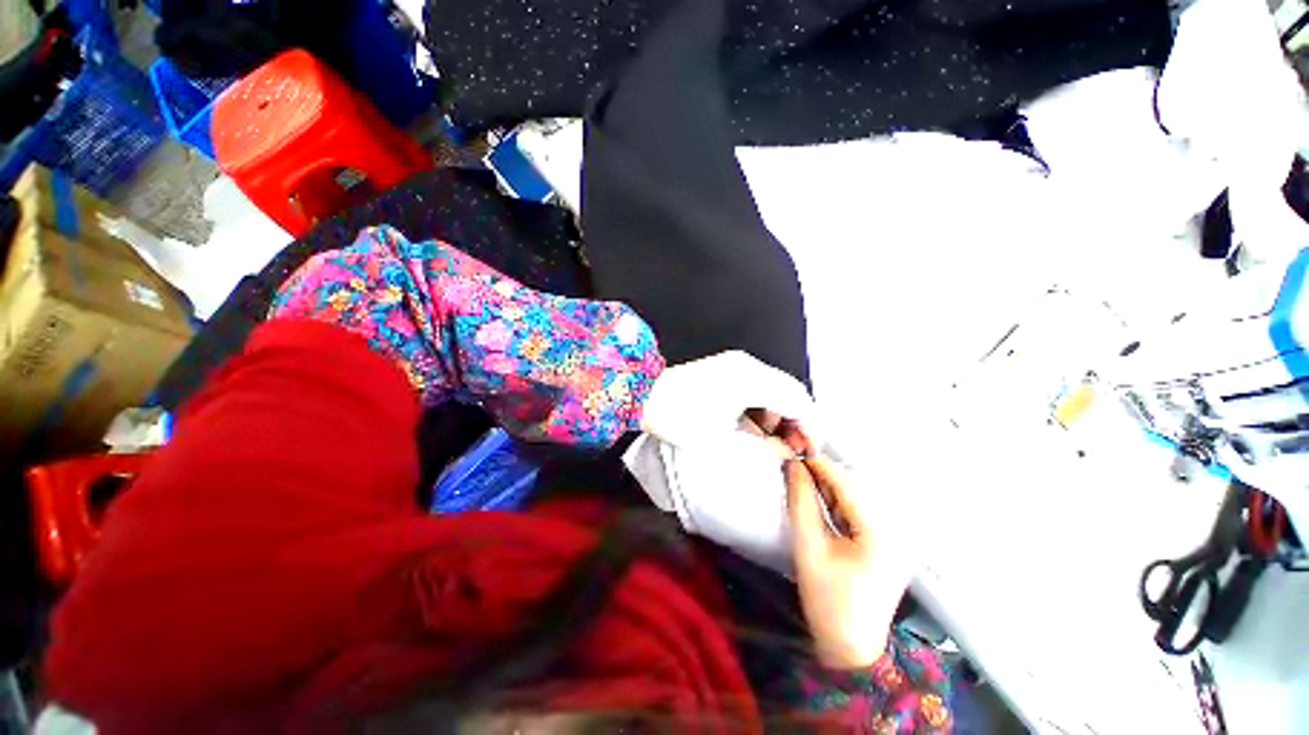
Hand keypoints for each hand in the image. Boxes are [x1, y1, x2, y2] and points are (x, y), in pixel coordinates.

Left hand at [641, 351, 816, 447]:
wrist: (644, 396)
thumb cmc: (679, 418)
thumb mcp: (722, 439)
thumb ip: (762, 445)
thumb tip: (785, 450)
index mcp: (751, 380)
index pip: (798, 400)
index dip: (811, 428)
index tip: (811, 451)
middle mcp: (748, 366)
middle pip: (791, 390)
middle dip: (799, 421)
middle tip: (795, 449)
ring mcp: (736, 364)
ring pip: (775, 387)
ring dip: (781, 413)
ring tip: (776, 440)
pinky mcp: (726, 368)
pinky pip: (758, 385)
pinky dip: (765, 405)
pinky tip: (757, 424)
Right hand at [786, 457, 908, 668]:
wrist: (849, 648)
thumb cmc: (828, 600)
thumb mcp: (808, 547)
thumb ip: (800, 502)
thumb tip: (793, 466)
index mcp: (880, 532)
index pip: (846, 486)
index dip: (819, 466)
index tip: (795, 452)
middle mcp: (893, 531)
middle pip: (853, 491)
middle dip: (822, 477)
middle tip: (795, 465)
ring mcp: (892, 540)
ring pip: (855, 502)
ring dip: (828, 491)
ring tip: (802, 481)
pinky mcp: (885, 547)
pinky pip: (857, 515)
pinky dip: (836, 507)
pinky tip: (819, 505)